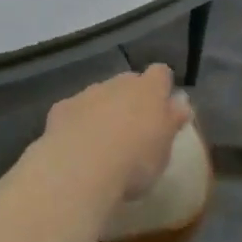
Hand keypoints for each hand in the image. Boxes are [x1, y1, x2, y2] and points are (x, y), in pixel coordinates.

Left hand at [38, 64, 191, 203]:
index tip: (164, 107)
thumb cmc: (134, 162)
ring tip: (104, 142)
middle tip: (134, 128)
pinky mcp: (61, 109)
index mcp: (150, 90)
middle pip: (129, 82)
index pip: (161, 72)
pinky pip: (75, 110)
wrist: (80, 169)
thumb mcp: (164, 149)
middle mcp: (119, 84)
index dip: (162, 86)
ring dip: (103, 110)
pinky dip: (77, 122)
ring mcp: (88, 93)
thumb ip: (172, 122)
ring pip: (100, 95)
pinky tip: (76, 146)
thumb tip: (180, 103)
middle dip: (131, 98)